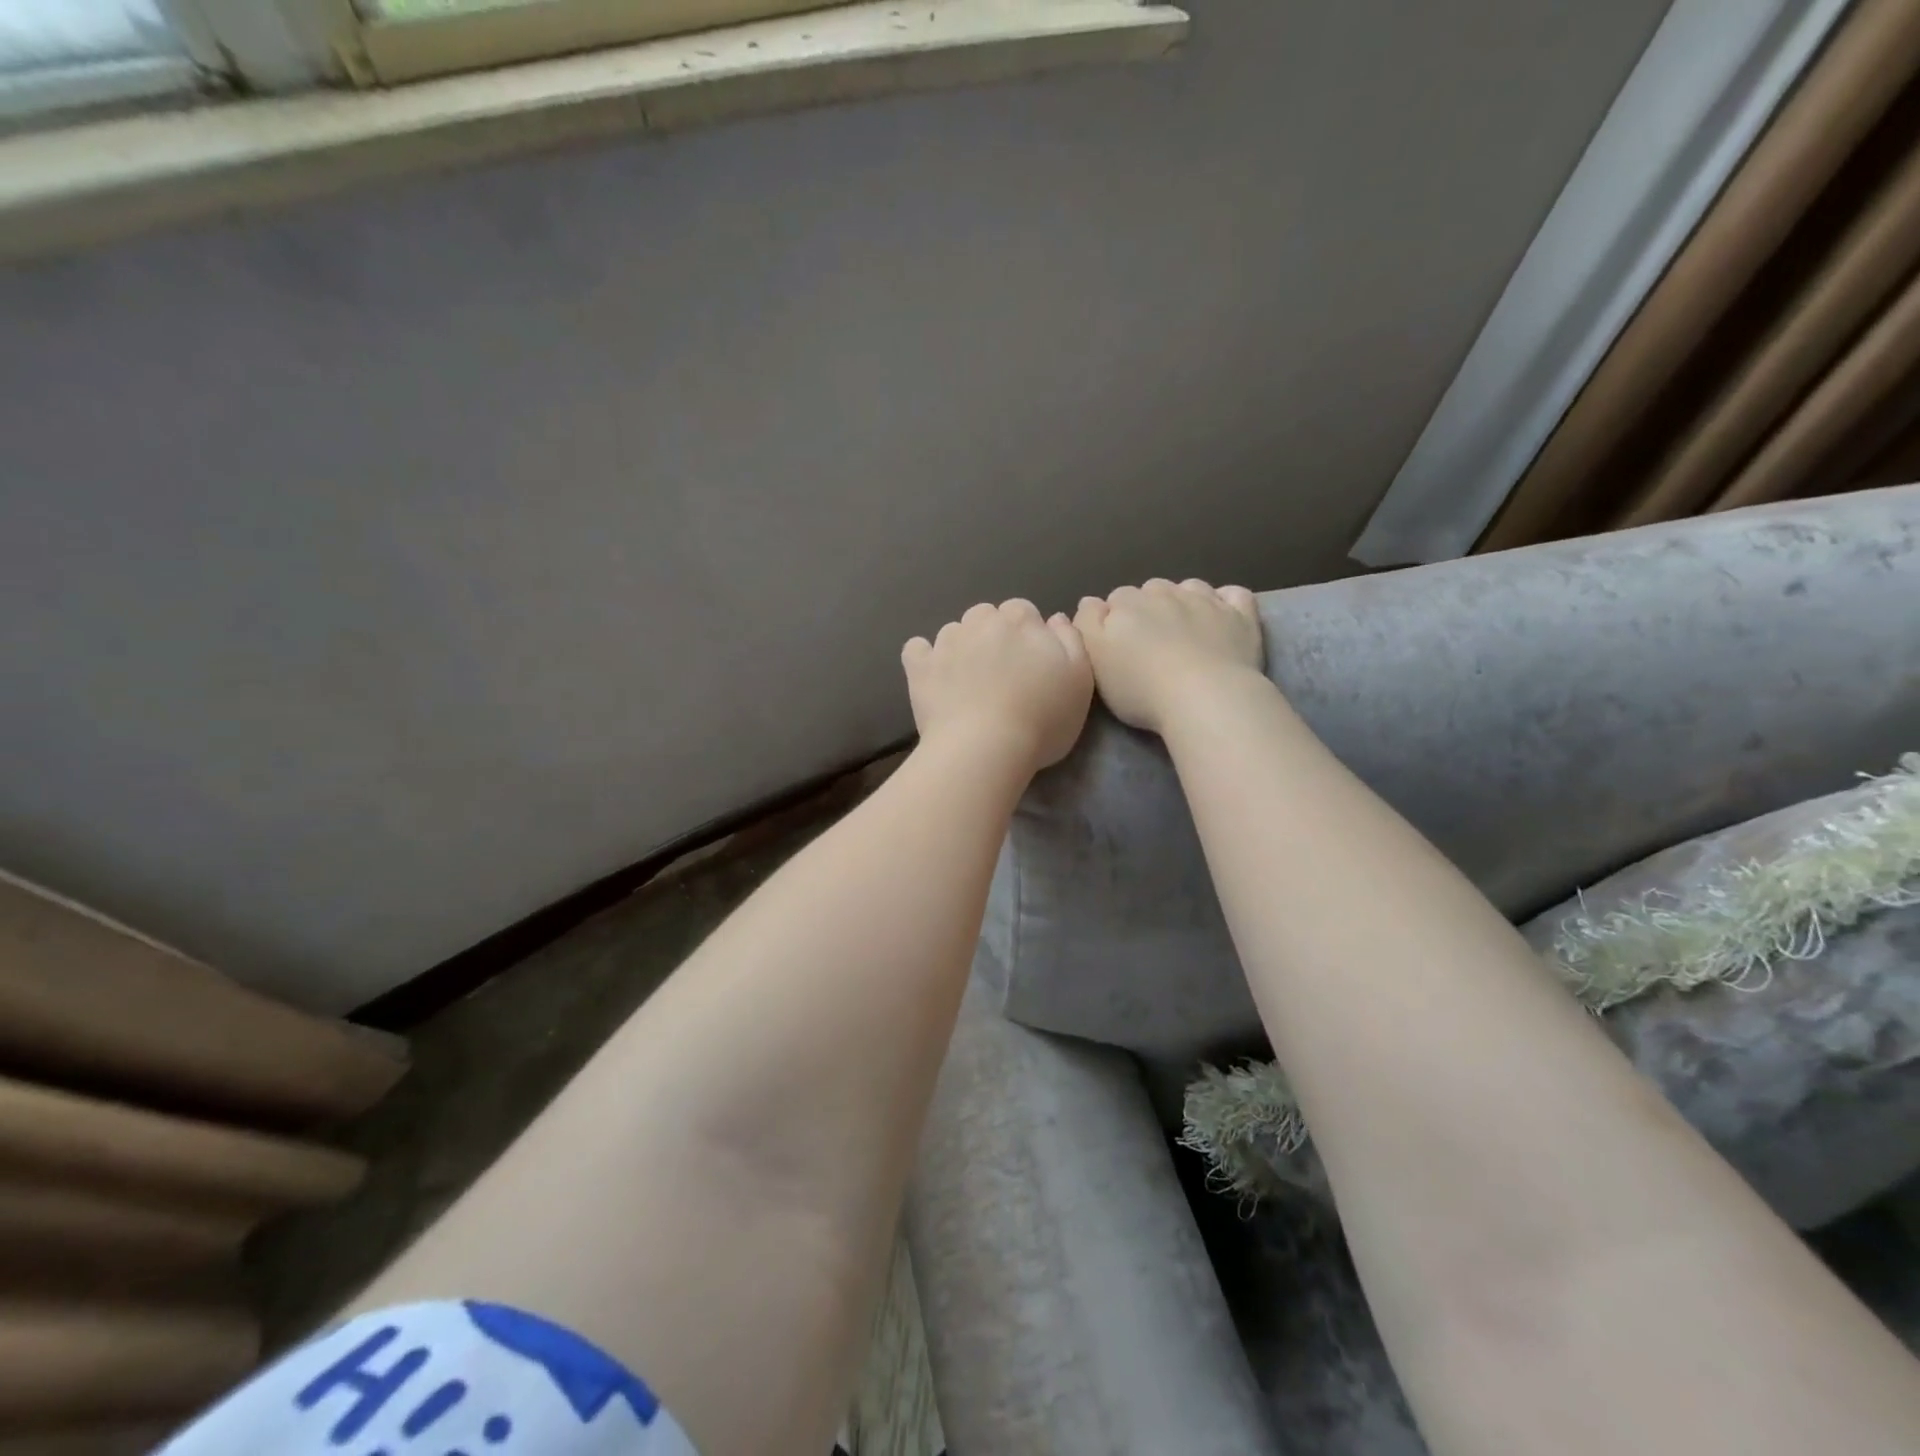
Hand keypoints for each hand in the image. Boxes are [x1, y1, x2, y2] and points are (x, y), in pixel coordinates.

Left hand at [902, 600, 1093, 771]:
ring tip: (968, 682)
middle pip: (987, 617)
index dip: (1027, 636)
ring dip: (961, 647)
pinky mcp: (920, 667)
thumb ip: (1071, 641)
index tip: (1030, 664)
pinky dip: (924, 658)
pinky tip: (933, 675)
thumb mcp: (1080, 680)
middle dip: (993, 637)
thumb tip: (1055, 618)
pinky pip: (917, 649)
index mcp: (1021, 620)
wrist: (986, 748)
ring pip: (954, 631)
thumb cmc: (1042, 719)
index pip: (1023, 612)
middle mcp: (981, 621)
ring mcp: (947, 642)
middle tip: (1000, 674)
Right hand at [1074, 578, 1262, 733]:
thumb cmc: (1139, 686)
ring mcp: (1206, 601)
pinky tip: (1221, 615)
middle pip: (1151, 591)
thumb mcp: (1093, 659)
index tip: (1116, 647)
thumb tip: (1091, 601)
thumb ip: (1086, 623)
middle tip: (1148, 645)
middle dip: (1148, 609)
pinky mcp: (1240, 616)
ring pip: (1189, 588)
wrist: (1203, 698)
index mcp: (1127, 603)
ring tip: (1183, 632)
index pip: (1115, 599)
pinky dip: (1225, 601)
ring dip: (1183, 601)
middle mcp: (1166, 592)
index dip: (1113, 621)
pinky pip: (1233, 595)